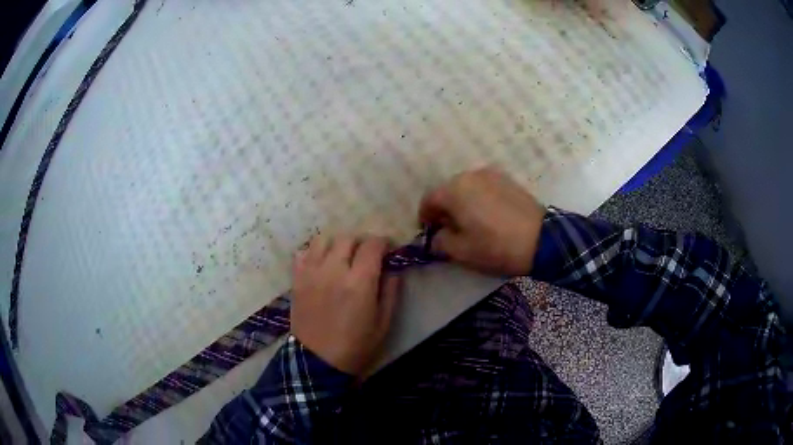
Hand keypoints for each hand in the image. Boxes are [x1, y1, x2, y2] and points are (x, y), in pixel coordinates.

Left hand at [291, 235, 399, 375]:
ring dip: (337, 244)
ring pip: (324, 239)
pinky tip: (322, 265)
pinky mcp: (297, 279)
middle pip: (348, 238)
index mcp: (359, 282)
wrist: (318, 361)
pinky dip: (315, 252)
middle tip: (366, 256)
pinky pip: (304, 252)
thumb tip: (392, 269)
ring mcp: (311, 273)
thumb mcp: (384, 323)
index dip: (383, 243)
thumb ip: (390, 292)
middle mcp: (333, 270)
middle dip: (362, 242)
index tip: (387, 250)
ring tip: (342, 257)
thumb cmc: (356, 346)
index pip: (372, 245)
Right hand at [419, 167, 545, 275]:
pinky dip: (480, 199)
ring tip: (472, 224)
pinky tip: (489, 217)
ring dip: (463, 204)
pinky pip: (484, 188)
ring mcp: (491, 174)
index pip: (428, 200)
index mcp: (454, 190)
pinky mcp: (508, 180)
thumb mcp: (460, 252)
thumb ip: (439, 242)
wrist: (541, 240)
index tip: (430, 234)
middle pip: (447, 191)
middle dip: (445, 210)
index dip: (425, 218)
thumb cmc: (495, 246)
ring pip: (466, 188)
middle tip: (451, 231)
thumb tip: (436, 236)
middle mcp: (470, 175)